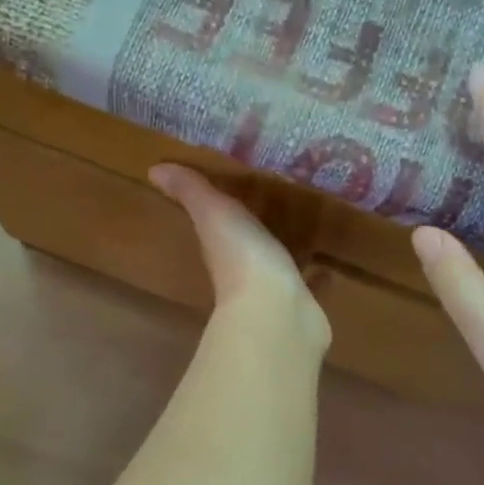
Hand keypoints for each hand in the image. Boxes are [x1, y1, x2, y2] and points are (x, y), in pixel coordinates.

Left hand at [151, 165, 330, 351]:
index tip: (231, 186)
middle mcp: (242, 269)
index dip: (218, 208)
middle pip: (247, 243)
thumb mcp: (214, 214)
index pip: (215, 224)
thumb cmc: (243, 258)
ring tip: (306, 226)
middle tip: (277, 201)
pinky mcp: (301, 303)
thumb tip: (154, 170)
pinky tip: (329, 266)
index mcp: (219, 246)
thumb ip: (191, 192)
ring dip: (287, 249)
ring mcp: (273, 289)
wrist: (277, 314)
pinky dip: (316, 275)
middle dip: (257, 227)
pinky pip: (308, 284)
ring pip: (278, 263)